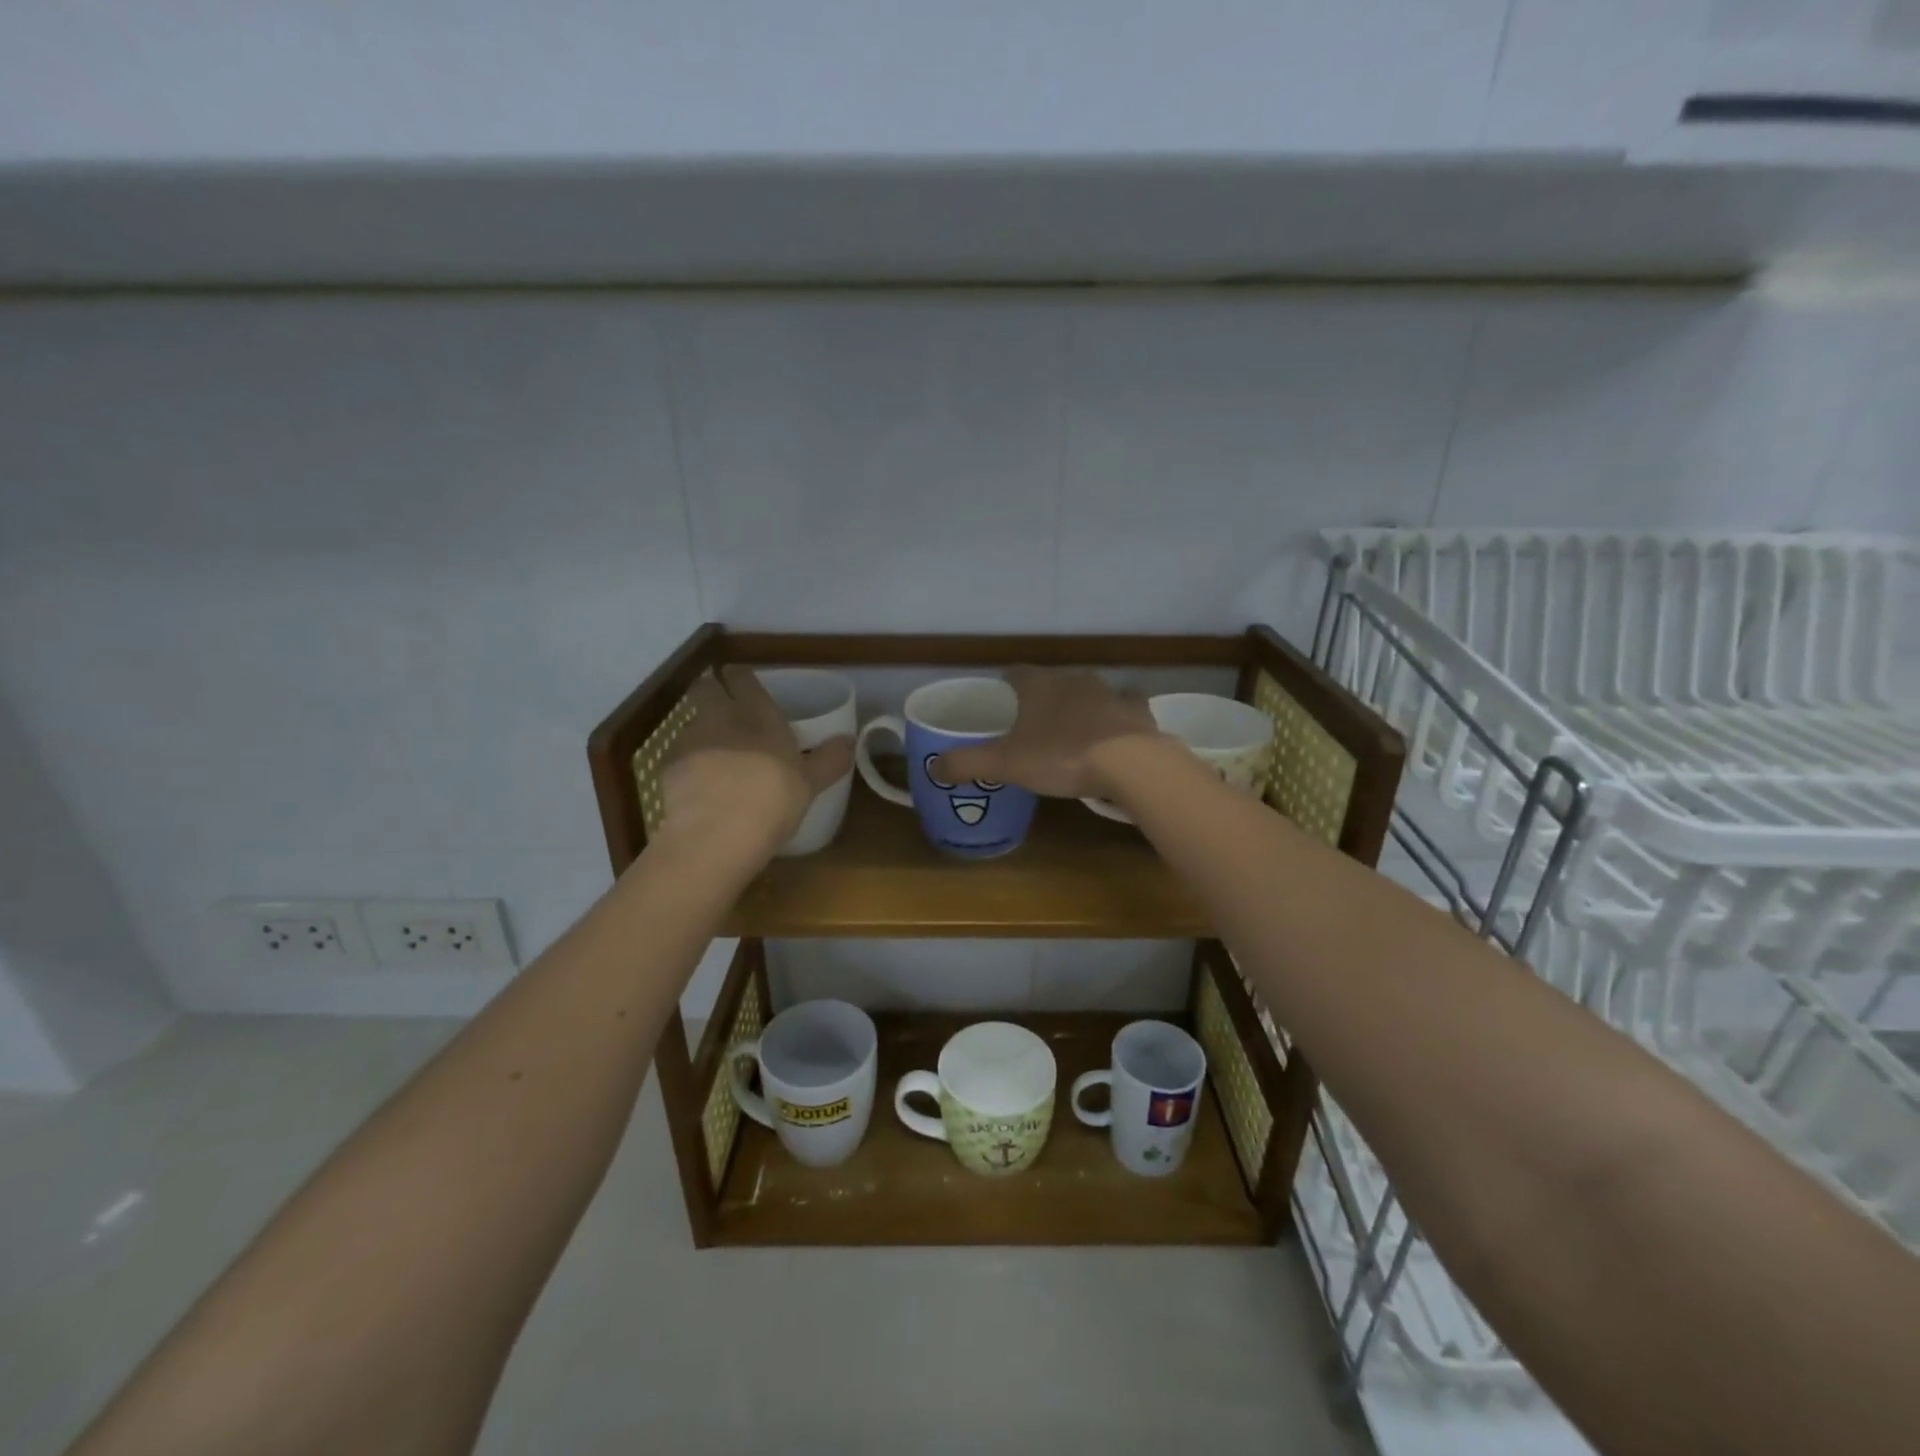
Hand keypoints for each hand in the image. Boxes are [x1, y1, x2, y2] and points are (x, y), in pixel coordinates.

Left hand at [659, 667, 854, 859]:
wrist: (718, 834)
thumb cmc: (774, 800)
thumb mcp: (810, 783)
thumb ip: (829, 760)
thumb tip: (849, 742)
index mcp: (759, 714)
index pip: (743, 679)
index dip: (741, 677)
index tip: (741, 680)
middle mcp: (721, 717)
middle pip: (706, 689)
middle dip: (711, 692)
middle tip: (722, 709)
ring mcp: (690, 740)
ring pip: (691, 722)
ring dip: (700, 731)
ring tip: (712, 754)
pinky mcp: (668, 767)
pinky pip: (679, 756)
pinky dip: (687, 765)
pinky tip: (697, 785)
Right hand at [932, 666, 1159, 799]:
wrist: (1130, 764)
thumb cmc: (1061, 756)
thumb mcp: (1005, 764)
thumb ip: (967, 762)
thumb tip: (933, 766)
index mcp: (1038, 685)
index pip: (1014, 673)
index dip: (1004, 688)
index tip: (1000, 707)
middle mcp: (1073, 679)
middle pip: (1051, 683)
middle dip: (1041, 700)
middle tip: (1031, 729)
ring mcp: (1109, 692)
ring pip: (1087, 693)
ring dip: (1077, 708)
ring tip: (1069, 735)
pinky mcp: (1137, 711)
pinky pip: (1123, 708)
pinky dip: (1115, 718)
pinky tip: (1112, 736)